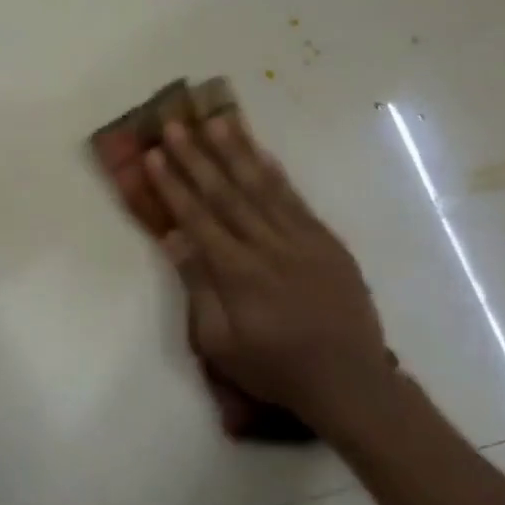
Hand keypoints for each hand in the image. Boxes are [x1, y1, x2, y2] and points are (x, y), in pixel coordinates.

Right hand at [146, 112, 395, 431]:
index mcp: (238, 273)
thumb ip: (198, 287)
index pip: (198, 218)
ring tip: (216, 121)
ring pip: (262, 188)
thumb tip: (174, 239)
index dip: (173, 184)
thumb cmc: (274, 368)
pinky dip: (276, 174)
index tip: (153, 154)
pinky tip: (261, 153)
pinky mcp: (327, 242)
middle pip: (226, 194)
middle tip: (175, 125)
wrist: (350, 383)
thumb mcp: (220, 343)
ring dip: (236, 152)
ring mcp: (302, 241)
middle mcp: (269, 247)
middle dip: (197, 157)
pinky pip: (296, 200)